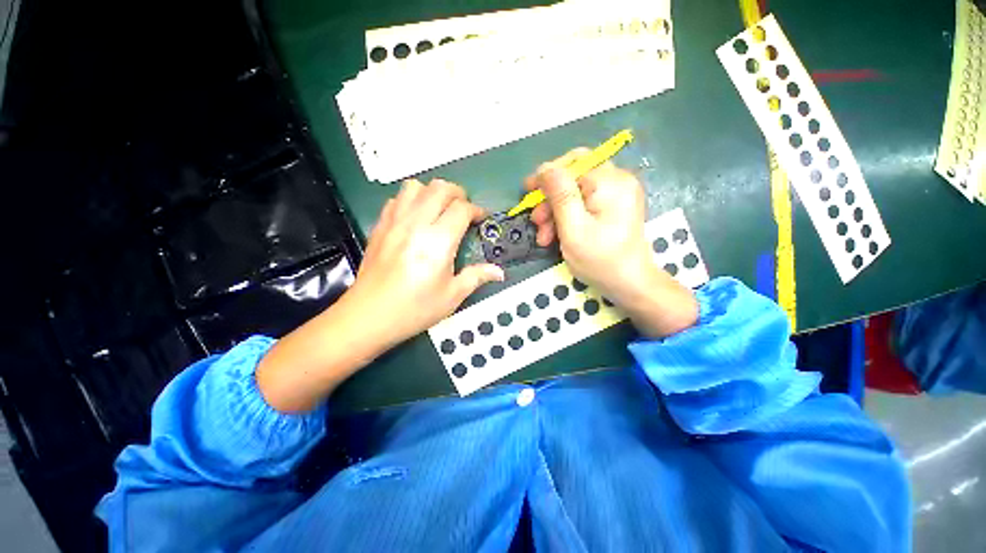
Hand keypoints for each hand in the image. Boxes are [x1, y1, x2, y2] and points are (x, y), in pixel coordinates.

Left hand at [257, 179, 501, 412]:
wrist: (369, 316)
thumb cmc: (415, 308)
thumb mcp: (452, 296)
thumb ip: (477, 277)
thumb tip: (498, 271)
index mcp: (438, 241)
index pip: (461, 209)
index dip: (476, 210)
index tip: (480, 219)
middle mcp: (416, 224)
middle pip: (440, 188)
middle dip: (457, 193)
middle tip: (463, 209)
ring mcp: (394, 222)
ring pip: (415, 187)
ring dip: (432, 192)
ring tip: (439, 209)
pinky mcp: (379, 227)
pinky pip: (396, 199)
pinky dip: (410, 200)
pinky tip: (415, 218)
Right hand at [525, 149, 697, 336]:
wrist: (630, 284)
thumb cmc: (601, 260)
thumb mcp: (573, 229)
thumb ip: (559, 195)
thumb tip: (544, 168)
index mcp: (610, 182)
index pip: (573, 163)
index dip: (547, 175)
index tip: (528, 191)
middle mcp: (617, 181)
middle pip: (573, 178)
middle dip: (550, 200)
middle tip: (537, 222)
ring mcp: (617, 194)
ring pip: (576, 193)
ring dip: (556, 212)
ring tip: (545, 237)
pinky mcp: (614, 206)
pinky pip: (584, 203)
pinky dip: (568, 217)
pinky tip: (557, 235)